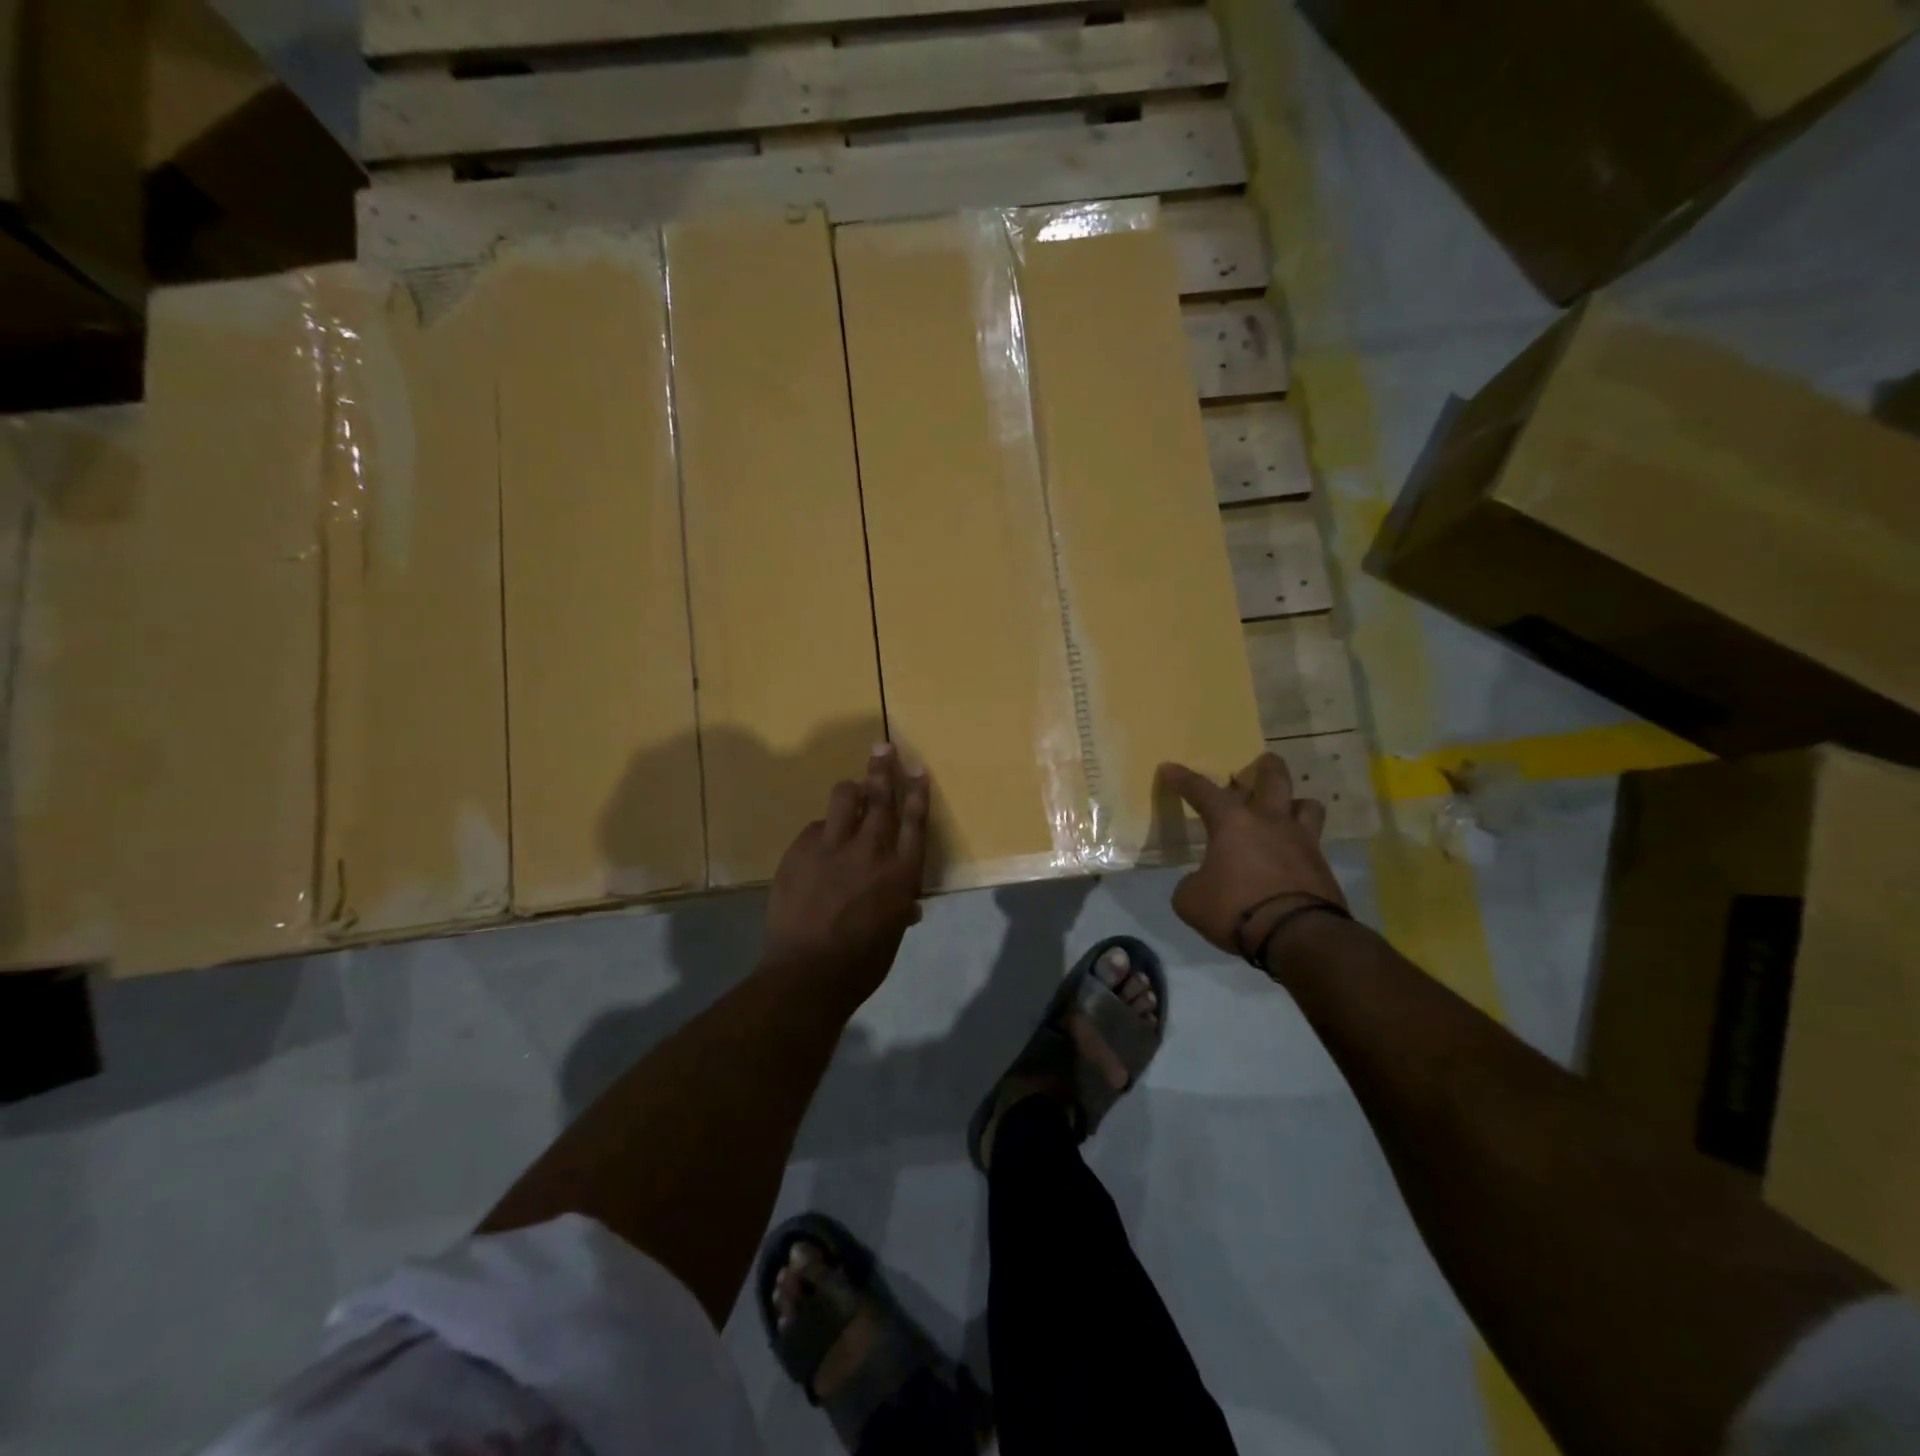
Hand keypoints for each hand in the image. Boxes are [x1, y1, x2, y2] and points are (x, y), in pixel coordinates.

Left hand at [764, 745, 930, 1012]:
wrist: (807, 974)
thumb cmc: (862, 963)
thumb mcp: (892, 934)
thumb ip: (900, 907)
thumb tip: (906, 903)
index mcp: (901, 872)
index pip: (914, 821)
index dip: (917, 792)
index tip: (917, 769)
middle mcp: (871, 851)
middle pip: (880, 798)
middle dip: (883, 769)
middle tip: (883, 746)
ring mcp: (832, 848)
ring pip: (843, 799)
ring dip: (850, 790)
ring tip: (851, 789)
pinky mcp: (800, 852)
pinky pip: (814, 829)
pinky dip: (822, 832)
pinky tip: (818, 846)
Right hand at [1160, 753, 1347, 962]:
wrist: (1298, 936)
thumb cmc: (1236, 909)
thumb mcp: (1191, 901)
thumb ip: (1191, 884)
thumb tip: (1198, 882)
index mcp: (1233, 823)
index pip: (1202, 791)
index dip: (1182, 779)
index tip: (1169, 767)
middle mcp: (1270, 822)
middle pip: (1274, 779)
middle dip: (1266, 766)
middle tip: (1262, 761)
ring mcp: (1302, 842)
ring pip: (1307, 805)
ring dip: (1294, 803)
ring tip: (1286, 811)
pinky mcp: (1322, 868)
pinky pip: (1314, 844)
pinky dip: (1302, 845)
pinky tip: (1292, 857)